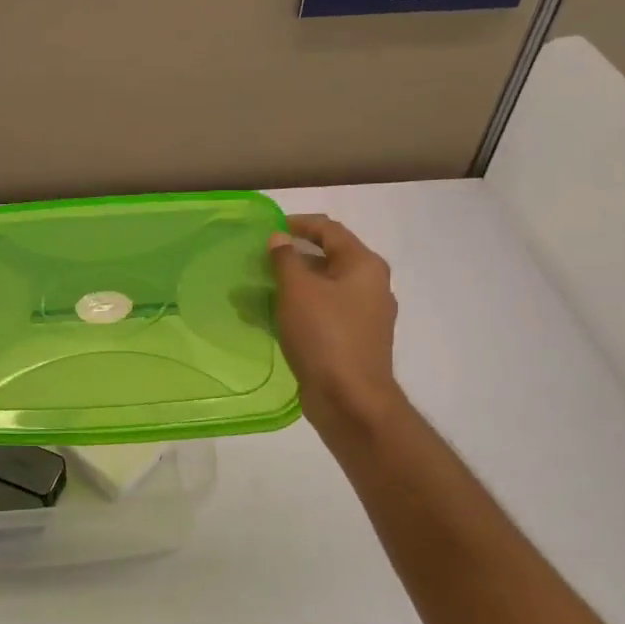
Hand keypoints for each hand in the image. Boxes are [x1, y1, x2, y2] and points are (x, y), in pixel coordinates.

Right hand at [269, 215, 405, 435]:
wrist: (350, 399)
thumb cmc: (325, 336)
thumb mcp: (298, 290)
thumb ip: (285, 259)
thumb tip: (279, 238)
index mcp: (364, 266)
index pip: (330, 230)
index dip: (298, 224)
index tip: (268, 229)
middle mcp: (370, 286)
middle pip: (327, 259)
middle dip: (290, 259)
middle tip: (258, 262)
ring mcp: (363, 316)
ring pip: (321, 289)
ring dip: (289, 287)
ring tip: (255, 292)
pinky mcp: (351, 341)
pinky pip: (320, 315)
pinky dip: (296, 311)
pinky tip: (269, 319)